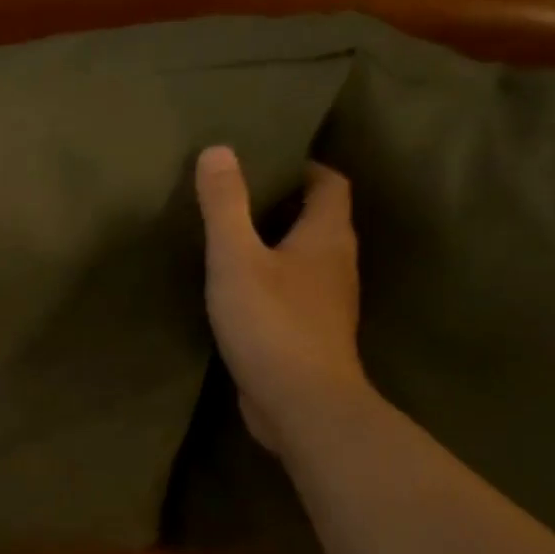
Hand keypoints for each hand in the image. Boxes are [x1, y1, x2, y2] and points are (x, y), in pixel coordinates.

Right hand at [196, 146, 368, 456]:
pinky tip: (237, 287)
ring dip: (276, 242)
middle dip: (283, 202)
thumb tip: (218, 150)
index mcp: (327, 237)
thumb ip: (225, 206)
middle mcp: (336, 264)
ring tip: (232, 236)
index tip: (264, 160)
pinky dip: (270, 278)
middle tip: (237, 194)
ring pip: (305, 257)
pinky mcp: (310, 332)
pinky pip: (293, 290)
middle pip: (318, 218)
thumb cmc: (272, 323)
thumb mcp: (236, 258)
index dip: (303, 166)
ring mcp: (326, 302)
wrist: (301, 403)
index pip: (329, 183)